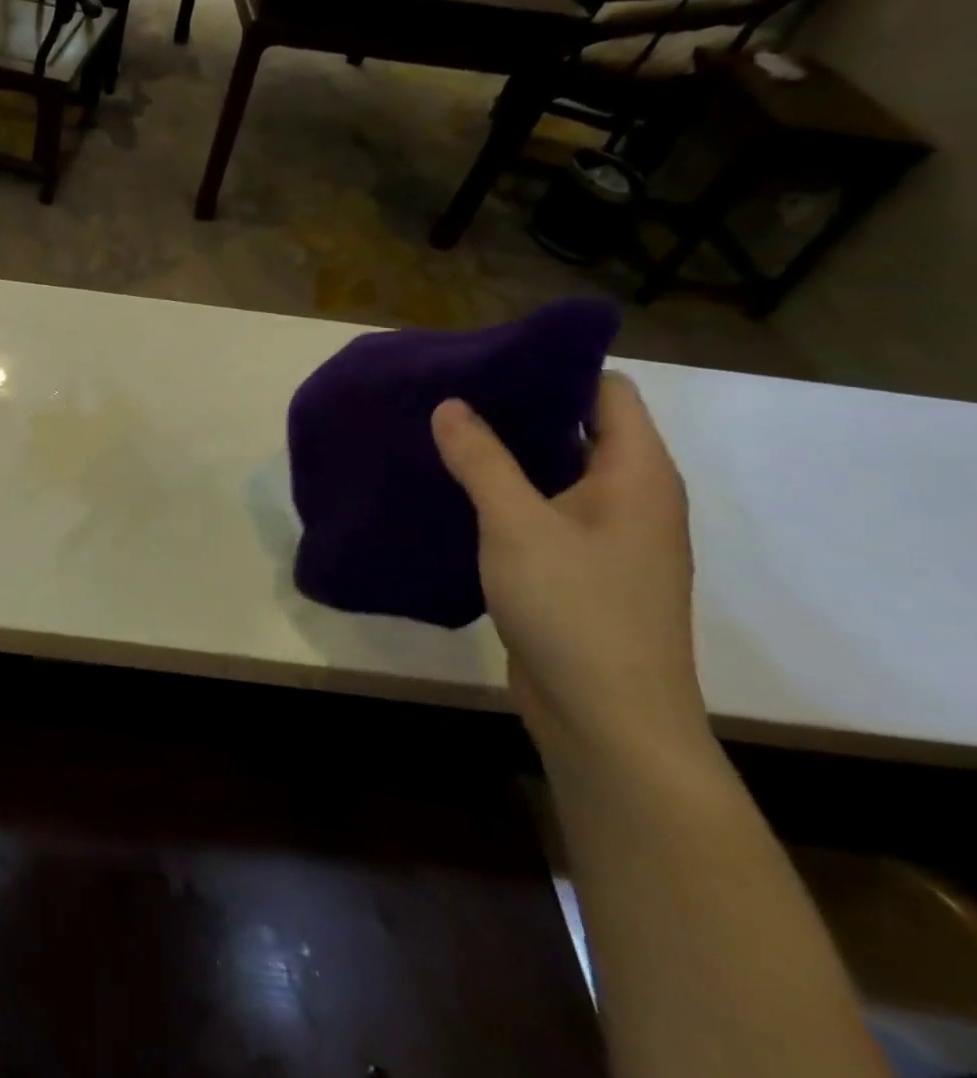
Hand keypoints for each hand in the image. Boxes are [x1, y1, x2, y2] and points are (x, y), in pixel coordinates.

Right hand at [431, 373, 705, 766]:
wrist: (608, 718)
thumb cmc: (575, 608)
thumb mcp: (518, 524)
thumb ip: (482, 460)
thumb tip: (450, 404)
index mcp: (636, 475)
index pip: (607, 392)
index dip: (554, 369)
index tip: (489, 359)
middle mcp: (630, 499)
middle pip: (578, 430)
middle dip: (517, 409)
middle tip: (449, 393)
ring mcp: (605, 538)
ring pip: (554, 474)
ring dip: (505, 455)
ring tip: (441, 435)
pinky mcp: (578, 571)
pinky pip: (541, 514)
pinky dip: (503, 497)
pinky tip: (453, 494)